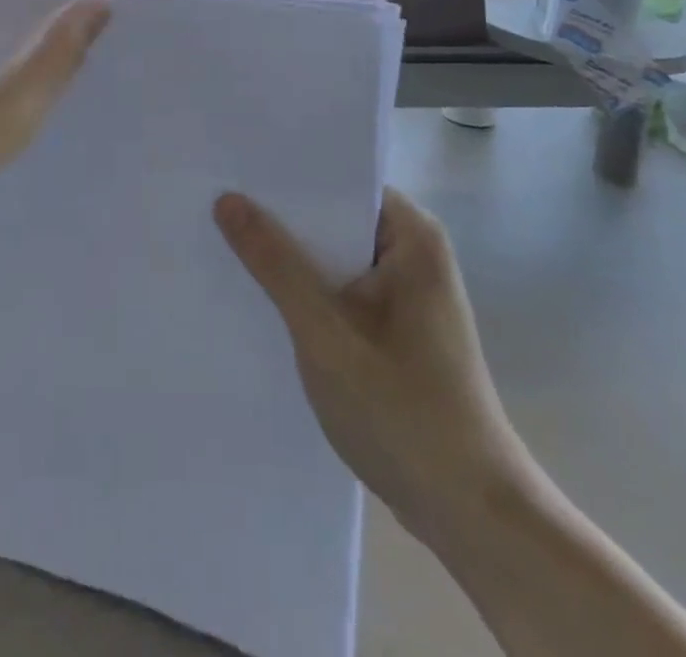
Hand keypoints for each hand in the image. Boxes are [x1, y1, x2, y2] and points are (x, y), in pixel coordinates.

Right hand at [213, 188, 533, 548]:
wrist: (472, 517)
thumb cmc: (404, 413)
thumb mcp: (325, 333)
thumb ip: (276, 263)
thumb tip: (227, 200)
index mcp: (413, 237)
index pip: (340, 180)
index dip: (286, 174)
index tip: (232, 167)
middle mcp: (413, 254)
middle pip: (334, 216)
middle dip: (279, 215)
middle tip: (213, 199)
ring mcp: (405, 294)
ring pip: (333, 256)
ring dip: (289, 256)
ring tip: (222, 237)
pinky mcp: (395, 329)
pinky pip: (340, 289)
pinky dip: (305, 290)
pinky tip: (258, 294)